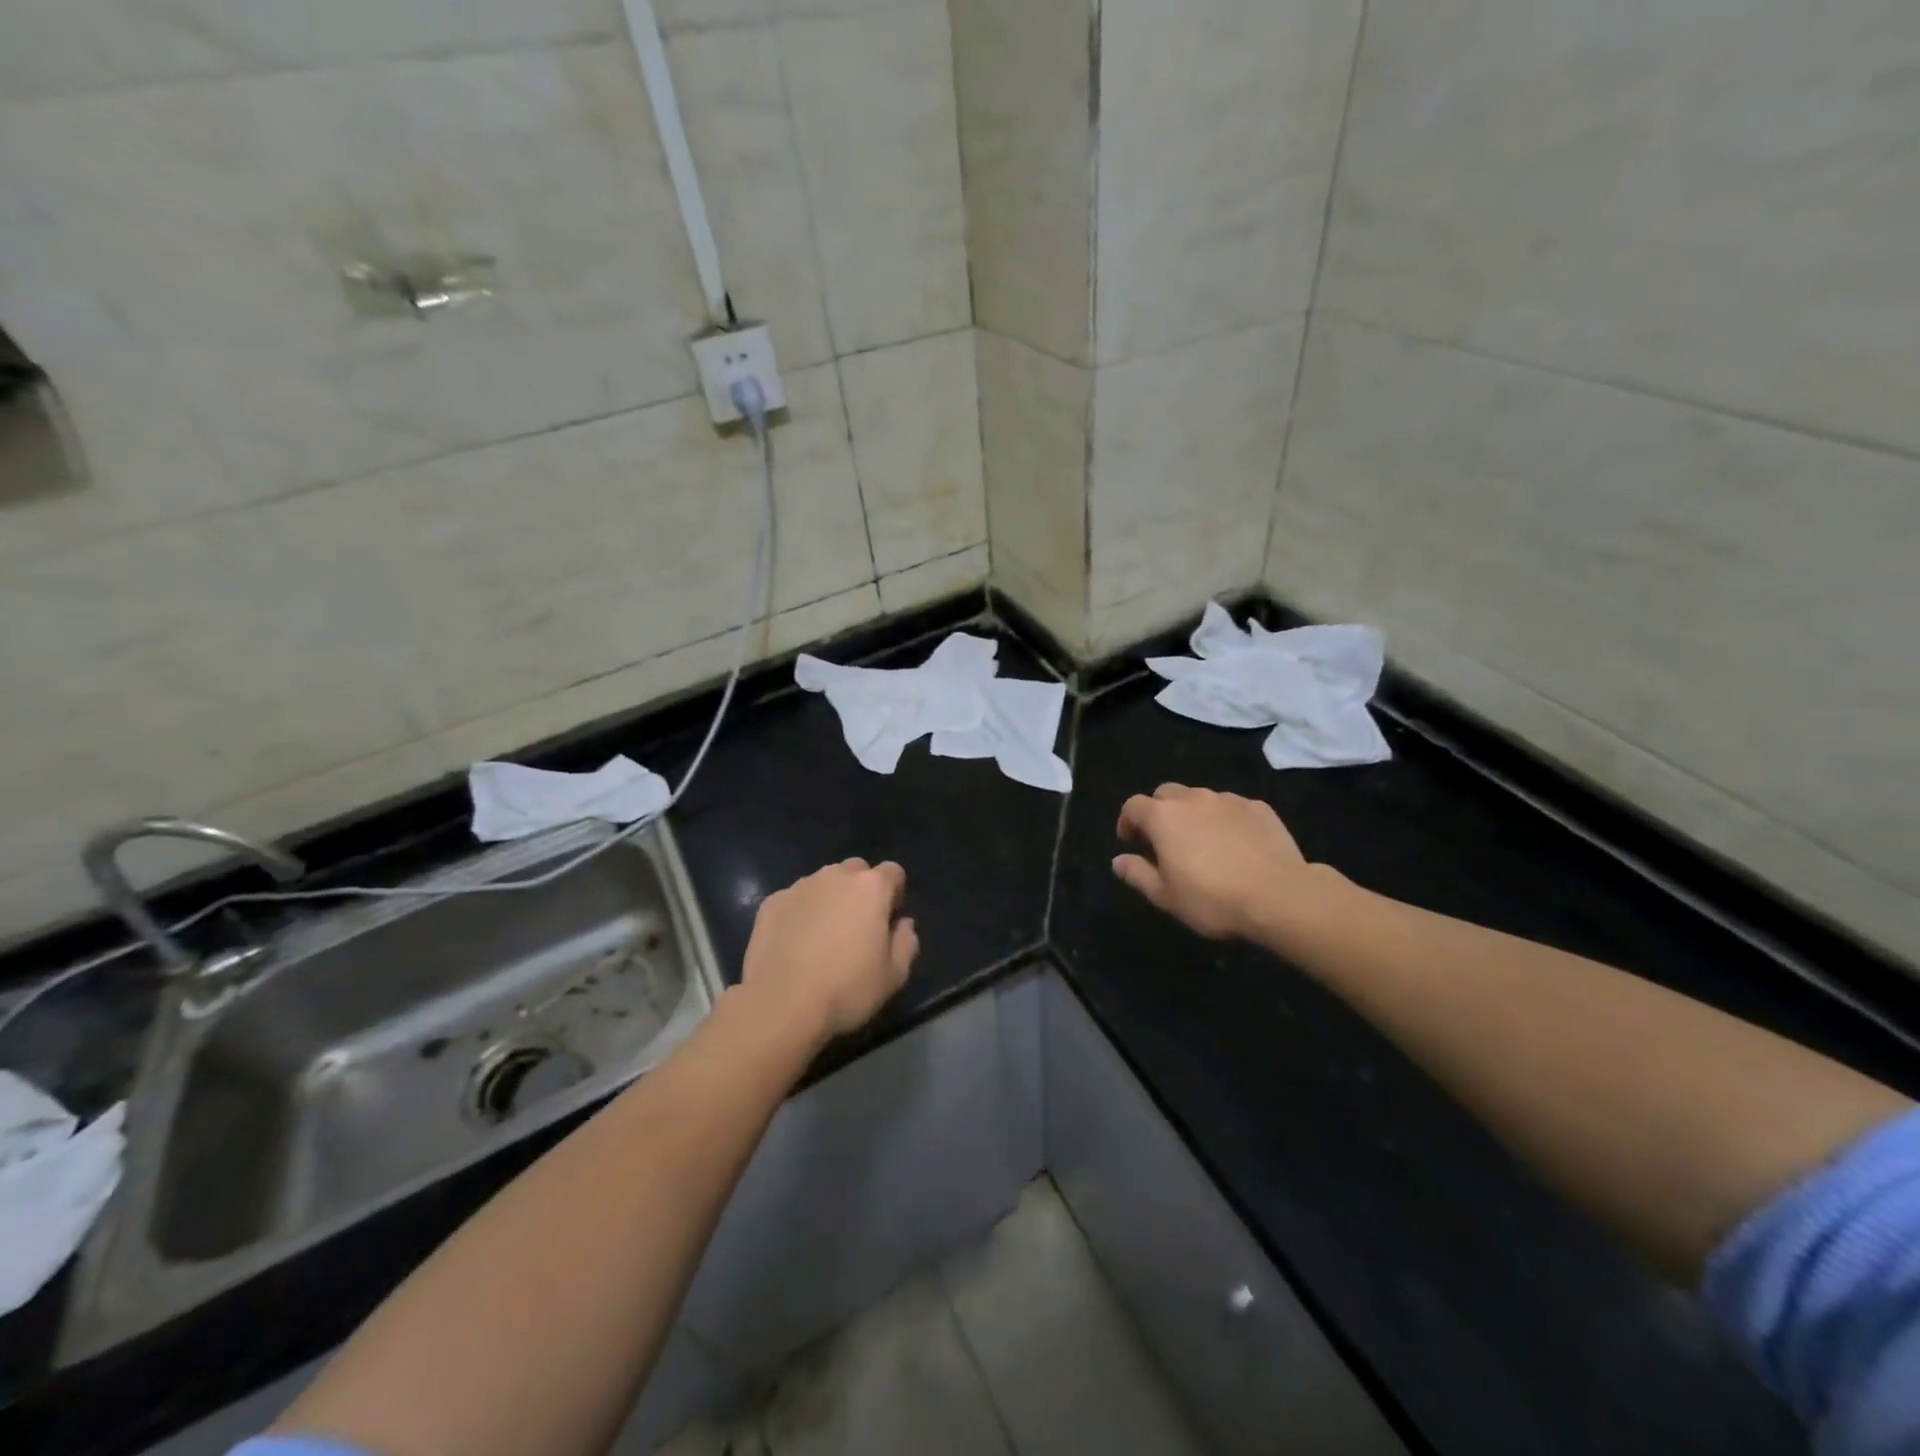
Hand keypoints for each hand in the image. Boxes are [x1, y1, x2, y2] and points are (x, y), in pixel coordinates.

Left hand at [741, 858, 918, 1040]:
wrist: (781, 1004)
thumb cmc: (846, 989)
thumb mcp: (894, 976)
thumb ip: (906, 942)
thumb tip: (903, 924)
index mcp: (871, 888)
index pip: (893, 872)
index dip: (894, 894)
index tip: (888, 921)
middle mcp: (836, 876)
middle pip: (856, 871)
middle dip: (861, 891)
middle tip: (856, 927)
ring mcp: (800, 886)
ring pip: (823, 882)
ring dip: (829, 899)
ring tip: (822, 936)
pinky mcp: (771, 902)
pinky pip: (795, 899)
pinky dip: (800, 913)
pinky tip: (795, 943)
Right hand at [1113, 784, 1315, 940]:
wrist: (1280, 896)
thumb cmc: (1213, 899)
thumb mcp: (1165, 896)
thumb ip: (1137, 874)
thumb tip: (1118, 861)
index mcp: (1163, 817)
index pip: (1133, 806)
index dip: (1127, 822)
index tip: (1131, 842)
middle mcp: (1193, 799)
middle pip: (1166, 794)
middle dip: (1159, 812)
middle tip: (1165, 841)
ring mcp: (1228, 800)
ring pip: (1200, 798)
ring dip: (1193, 814)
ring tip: (1202, 843)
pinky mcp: (1258, 807)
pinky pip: (1232, 807)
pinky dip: (1224, 819)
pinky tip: (1235, 844)